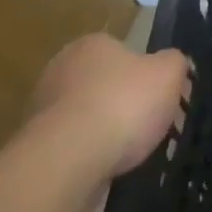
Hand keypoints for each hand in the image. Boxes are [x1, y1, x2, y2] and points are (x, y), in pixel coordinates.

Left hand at [29, 33, 190, 175]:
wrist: (68, 160)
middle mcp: (62, 67)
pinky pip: (73, 145)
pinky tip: (106, 167)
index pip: (125, 52)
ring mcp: (44, 106)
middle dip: (126, 103)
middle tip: (150, 126)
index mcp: (92, 43)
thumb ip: (175, 62)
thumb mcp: (168, 74)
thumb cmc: (122, 105)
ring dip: (106, 131)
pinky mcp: (36, 144)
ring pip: (88, 116)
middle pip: (106, 83)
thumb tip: (172, 63)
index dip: (147, 75)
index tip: (161, 98)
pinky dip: (89, 155)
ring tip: (130, 154)